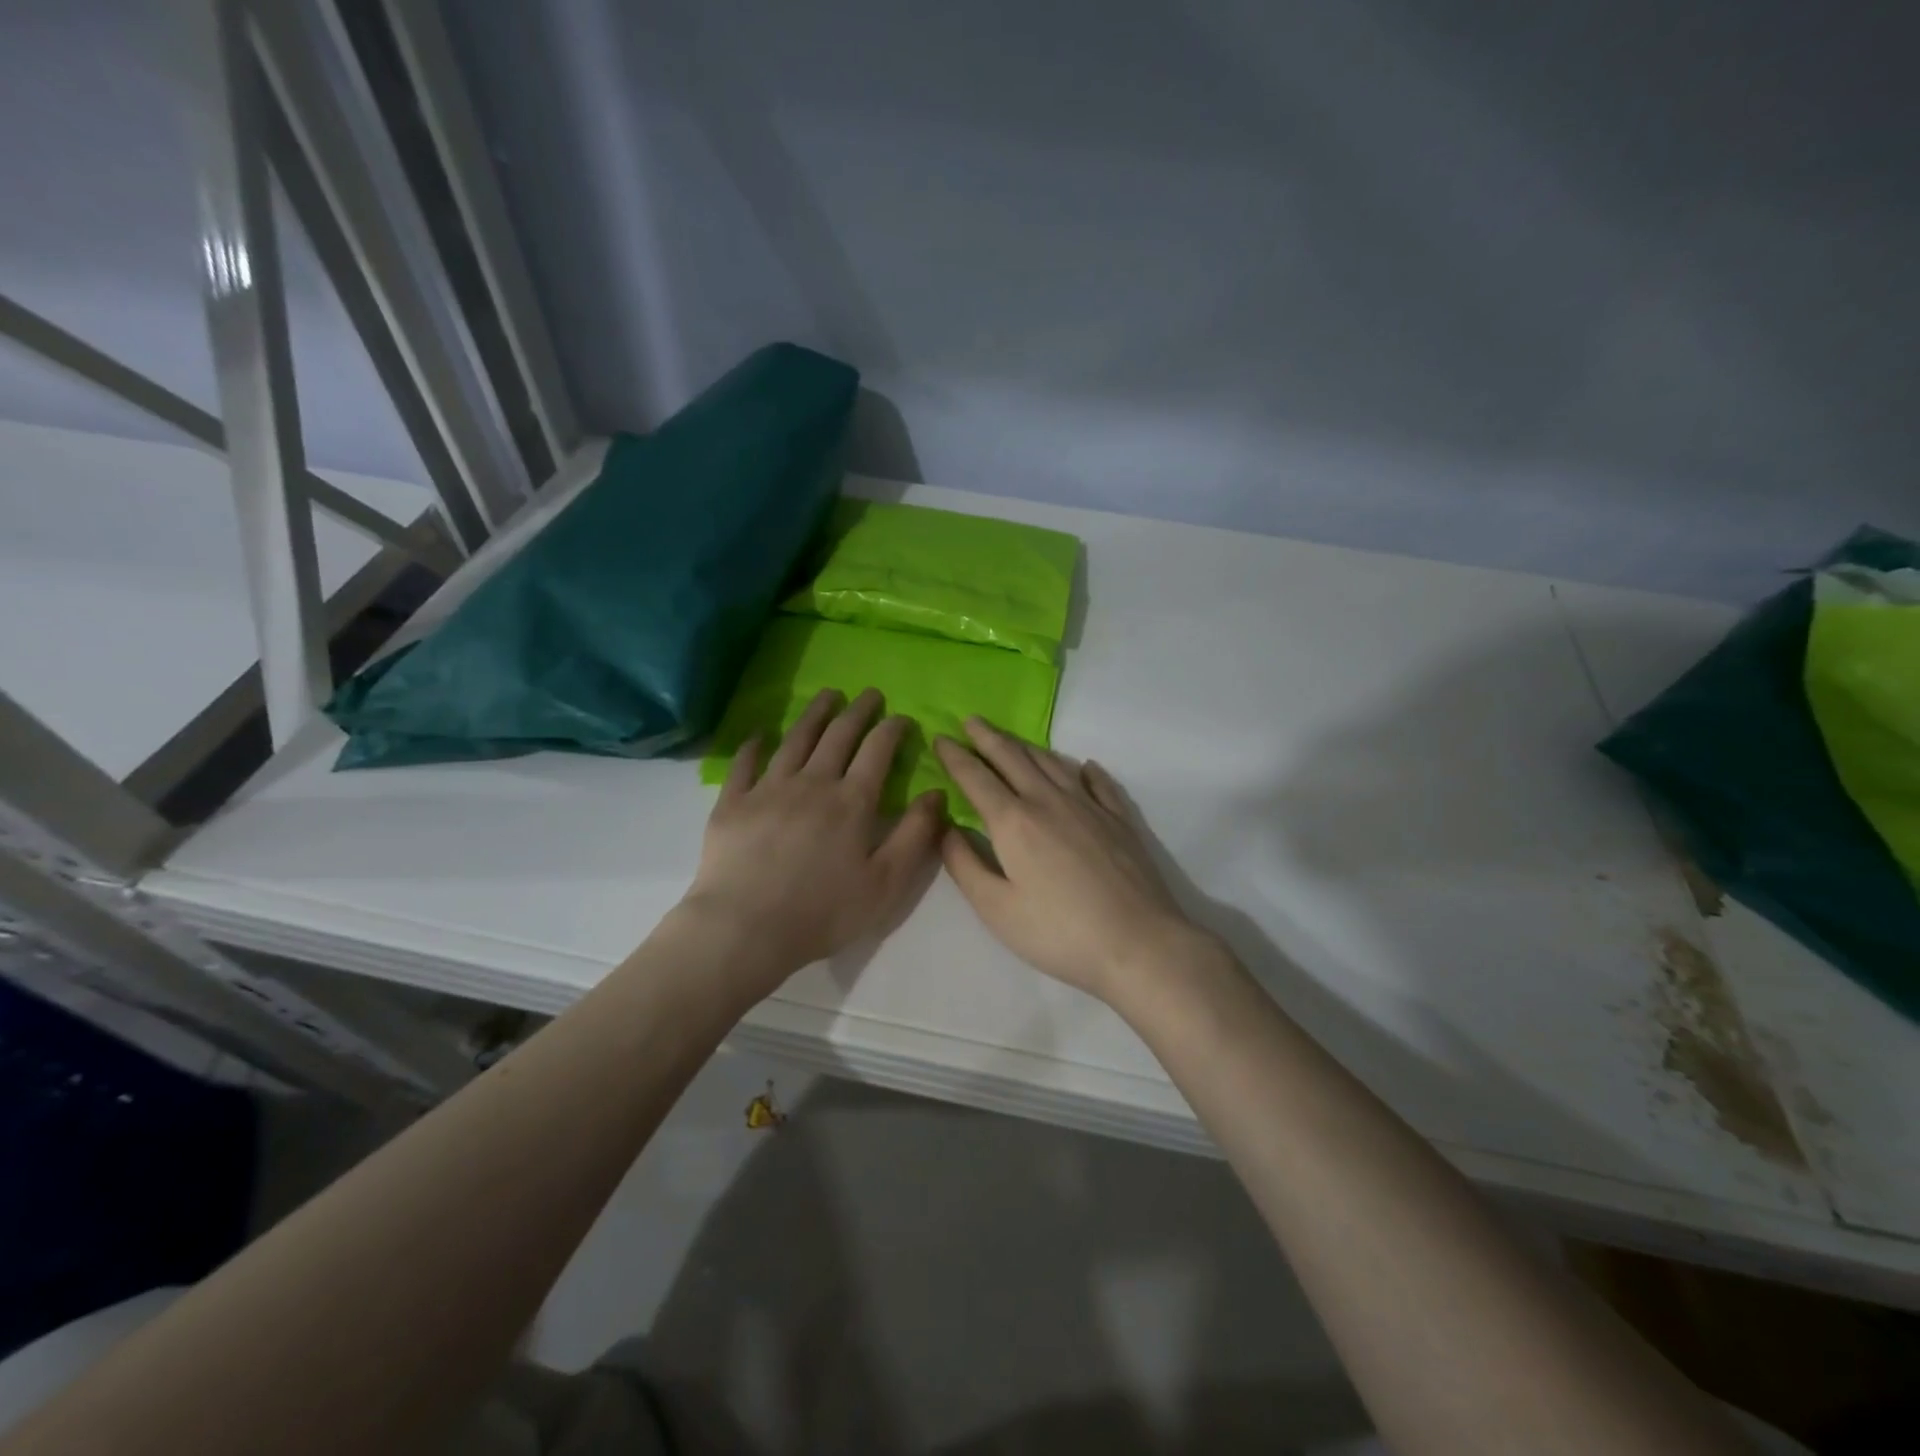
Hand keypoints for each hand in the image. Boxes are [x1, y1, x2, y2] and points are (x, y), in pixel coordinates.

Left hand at [684, 688, 943, 991]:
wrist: (745, 928)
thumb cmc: (824, 912)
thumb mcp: (886, 882)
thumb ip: (915, 835)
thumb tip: (937, 793)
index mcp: (852, 801)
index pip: (877, 750)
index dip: (892, 729)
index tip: (902, 717)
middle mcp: (812, 783)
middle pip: (838, 735)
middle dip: (858, 711)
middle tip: (869, 694)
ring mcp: (768, 789)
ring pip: (795, 739)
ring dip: (814, 714)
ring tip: (827, 696)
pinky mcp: (733, 802)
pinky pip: (745, 763)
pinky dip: (755, 743)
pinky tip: (762, 733)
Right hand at [934, 719, 1207, 1002]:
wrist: (1138, 943)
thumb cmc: (1059, 932)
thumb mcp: (996, 909)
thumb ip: (965, 865)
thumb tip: (945, 828)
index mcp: (1014, 821)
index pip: (976, 778)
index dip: (955, 756)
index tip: (940, 738)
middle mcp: (1049, 801)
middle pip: (1013, 758)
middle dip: (988, 737)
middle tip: (971, 720)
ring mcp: (1089, 806)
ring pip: (1052, 763)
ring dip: (1026, 746)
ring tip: (1011, 739)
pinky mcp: (1119, 820)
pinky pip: (1099, 783)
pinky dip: (1085, 770)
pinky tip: (1083, 766)